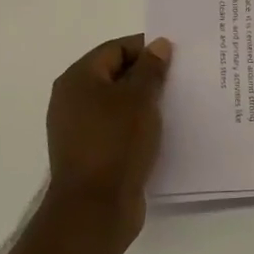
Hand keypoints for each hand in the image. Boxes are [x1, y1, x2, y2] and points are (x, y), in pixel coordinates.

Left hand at [44, 34, 172, 245]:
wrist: (95, 209)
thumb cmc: (116, 143)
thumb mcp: (139, 99)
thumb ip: (151, 68)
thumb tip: (158, 45)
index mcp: (78, 79)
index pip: (116, 48)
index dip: (146, 48)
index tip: (177, 56)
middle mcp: (72, 100)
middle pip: (116, 75)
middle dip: (148, 75)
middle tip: (181, 78)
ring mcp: (80, 129)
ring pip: (118, 103)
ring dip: (145, 102)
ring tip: (177, 104)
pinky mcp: (91, 153)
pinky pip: (118, 128)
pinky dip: (138, 125)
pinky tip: (163, 131)